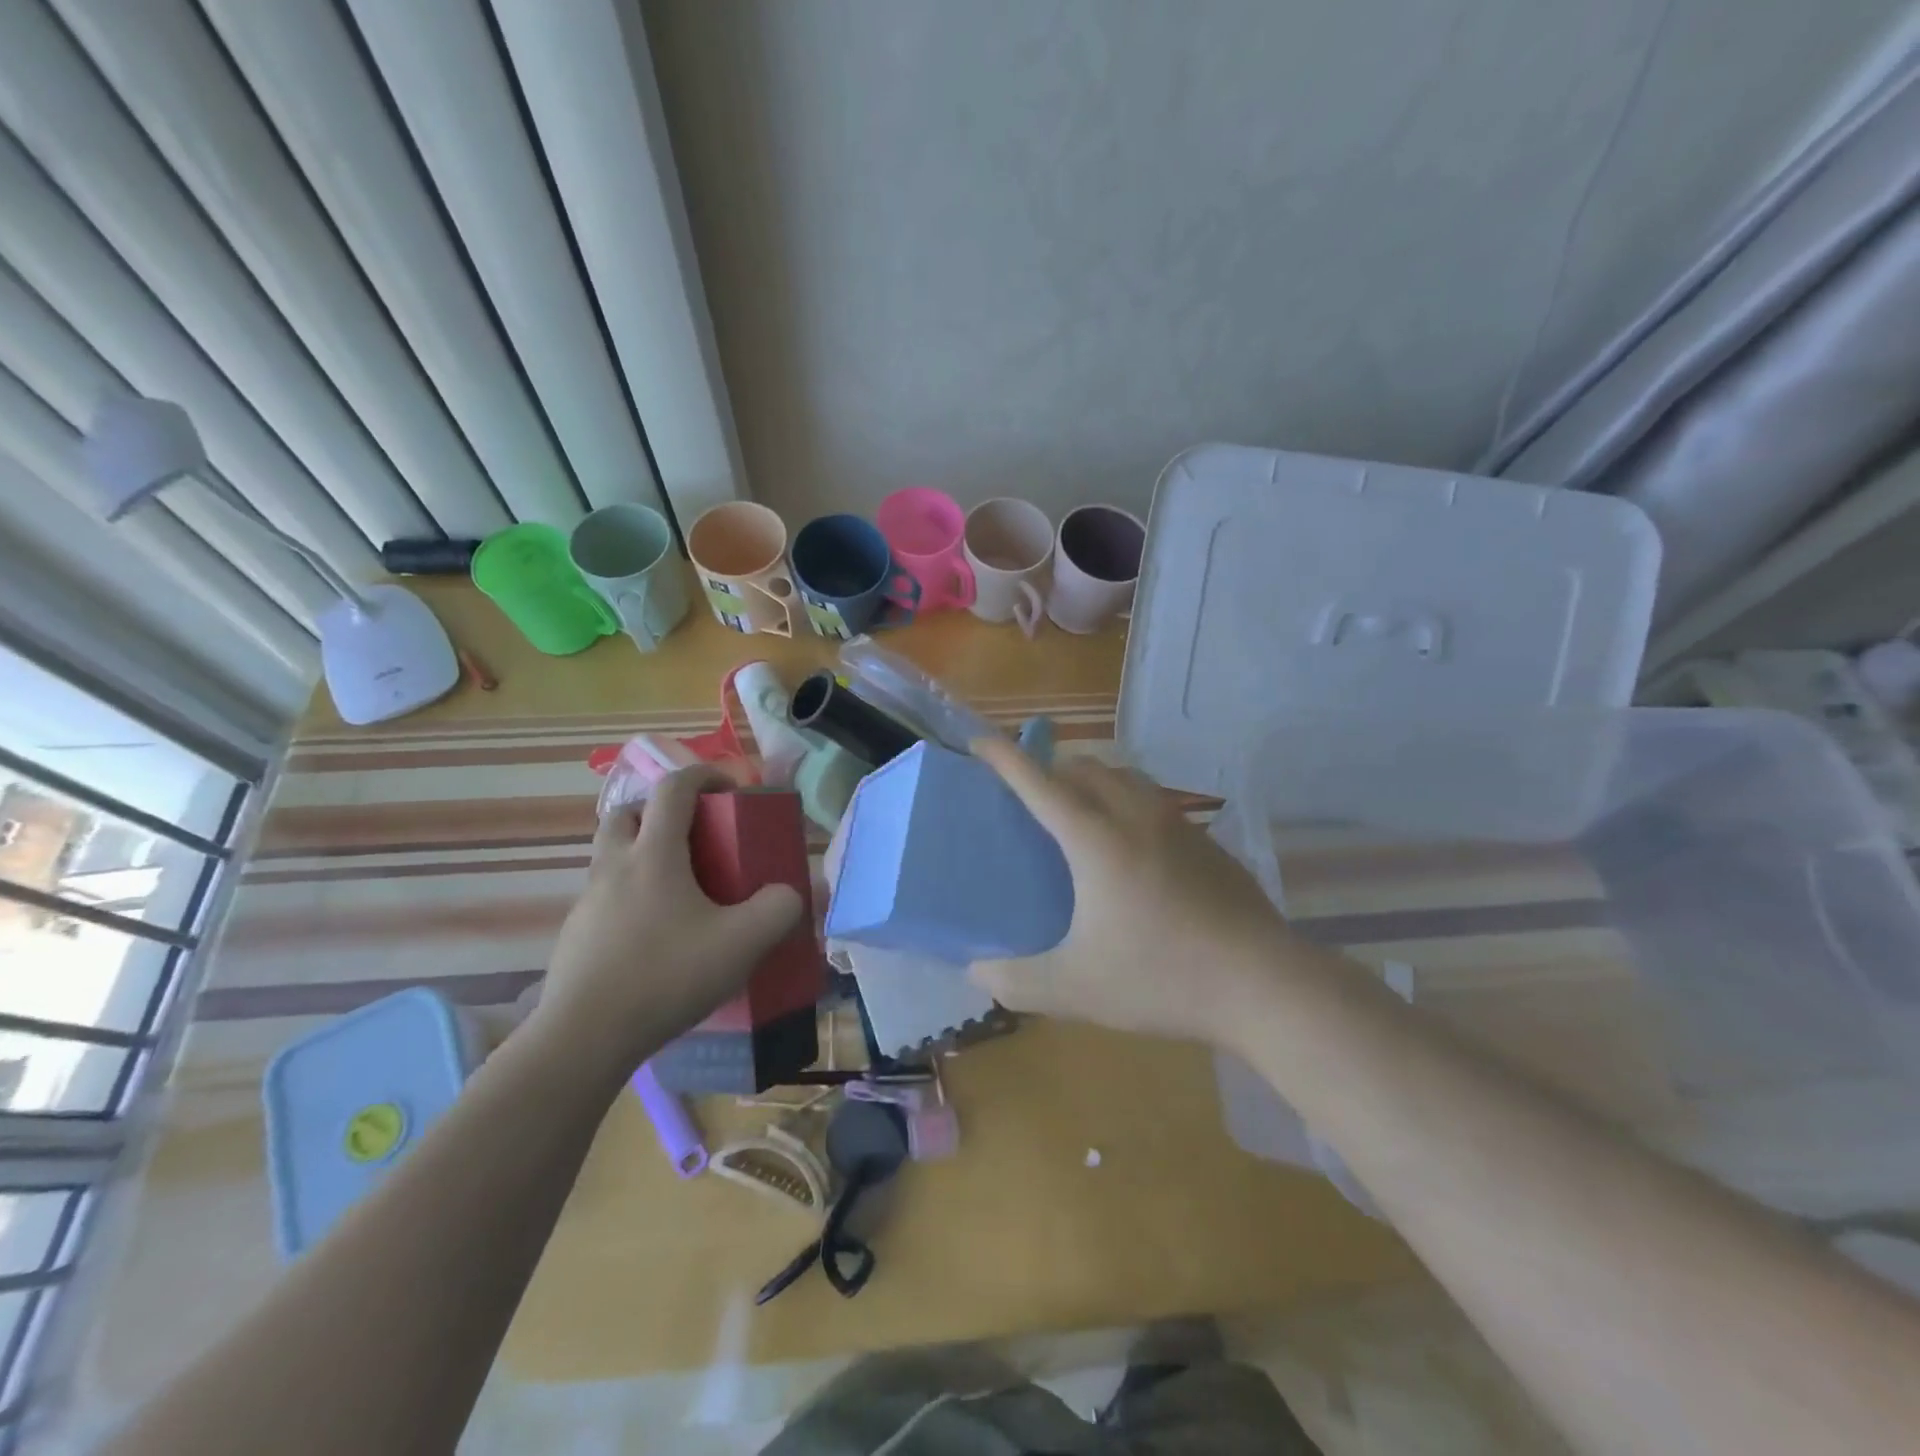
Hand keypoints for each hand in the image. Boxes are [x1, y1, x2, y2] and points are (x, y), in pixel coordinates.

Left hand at [535, 767, 803, 1070]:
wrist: (585, 1037)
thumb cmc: (667, 976)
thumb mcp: (743, 943)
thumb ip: (778, 910)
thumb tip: (788, 895)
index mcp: (654, 854)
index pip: (673, 788)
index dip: (704, 775)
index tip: (730, 789)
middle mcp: (614, 866)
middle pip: (628, 812)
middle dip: (661, 810)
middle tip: (694, 836)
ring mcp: (588, 902)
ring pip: (611, 855)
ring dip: (643, 854)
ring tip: (680, 891)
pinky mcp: (575, 936)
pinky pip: (605, 897)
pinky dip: (631, 896)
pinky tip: (656, 938)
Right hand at [969, 738, 1299, 1045]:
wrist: (1263, 983)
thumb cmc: (1161, 977)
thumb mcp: (1075, 989)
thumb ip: (1016, 980)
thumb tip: (977, 972)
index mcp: (1096, 840)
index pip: (1040, 783)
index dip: (1005, 758)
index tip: (980, 739)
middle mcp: (1136, 818)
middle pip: (1086, 768)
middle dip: (1051, 767)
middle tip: (1030, 792)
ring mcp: (1179, 826)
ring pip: (1126, 778)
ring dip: (1093, 780)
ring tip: (1080, 810)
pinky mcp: (1208, 844)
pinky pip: (1156, 802)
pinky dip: (1129, 803)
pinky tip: (1134, 847)